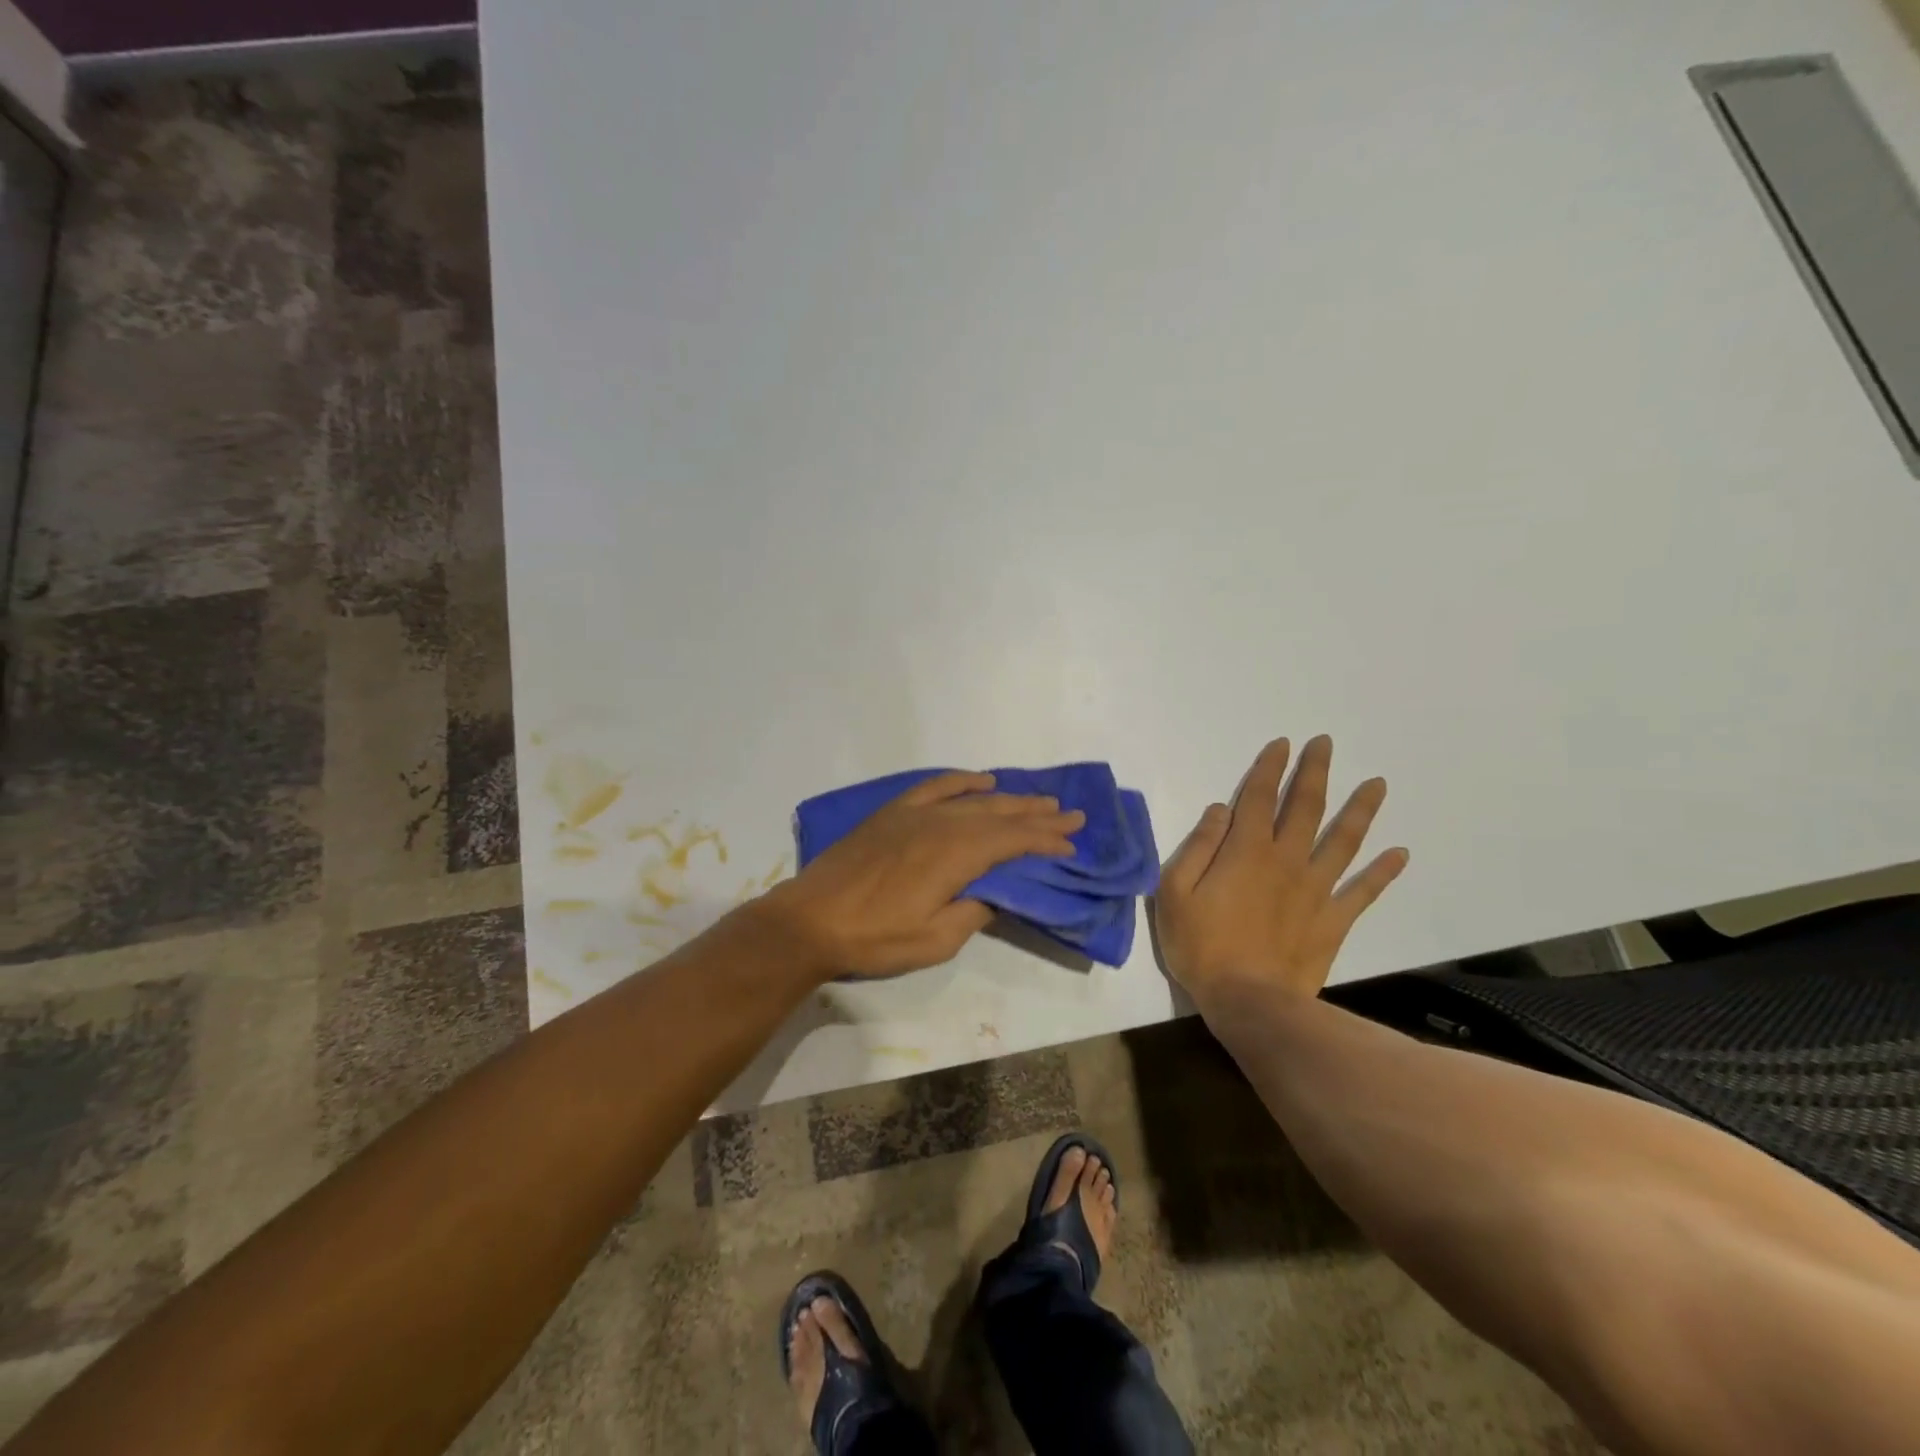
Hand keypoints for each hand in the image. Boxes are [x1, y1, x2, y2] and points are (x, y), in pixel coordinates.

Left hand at [758, 772, 1084, 979]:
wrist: (811, 919)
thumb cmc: (874, 937)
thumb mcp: (934, 940)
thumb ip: (973, 912)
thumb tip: (997, 893)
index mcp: (955, 856)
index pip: (1012, 842)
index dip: (1045, 841)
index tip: (1071, 844)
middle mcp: (942, 824)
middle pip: (1000, 815)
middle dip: (1038, 816)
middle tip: (1071, 815)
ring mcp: (916, 813)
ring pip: (974, 800)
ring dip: (1010, 799)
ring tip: (1040, 800)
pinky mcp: (894, 812)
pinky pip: (936, 786)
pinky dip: (963, 781)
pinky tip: (982, 780)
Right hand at [1154, 735, 1407, 1007]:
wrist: (1249, 1001)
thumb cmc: (1201, 946)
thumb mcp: (1175, 892)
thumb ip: (1197, 846)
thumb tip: (1219, 810)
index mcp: (1246, 851)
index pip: (1258, 797)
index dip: (1269, 768)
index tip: (1282, 744)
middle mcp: (1286, 860)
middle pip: (1305, 807)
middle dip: (1314, 772)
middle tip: (1326, 744)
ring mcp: (1316, 890)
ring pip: (1343, 841)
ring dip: (1360, 810)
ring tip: (1377, 783)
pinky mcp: (1333, 921)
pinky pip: (1363, 891)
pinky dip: (1383, 872)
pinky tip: (1401, 854)